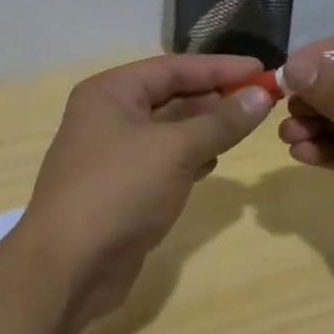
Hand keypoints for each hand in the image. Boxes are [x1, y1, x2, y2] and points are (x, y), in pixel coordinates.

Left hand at [17, 54, 274, 330]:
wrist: (70, 266)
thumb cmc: (120, 191)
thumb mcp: (175, 150)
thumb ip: (221, 121)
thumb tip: (262, 94)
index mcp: (110, 92)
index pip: (173, 68)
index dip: (220, 67)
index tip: (263, 70)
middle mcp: (108, 117)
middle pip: (170, 96)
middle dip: (215, 98)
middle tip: (262, 101)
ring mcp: (113, 155)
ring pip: (168, 131)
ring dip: (205, 128)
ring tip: (246, 127)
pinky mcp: (122, 189)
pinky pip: (163, 162)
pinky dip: (190, 158)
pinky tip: (215, 161)